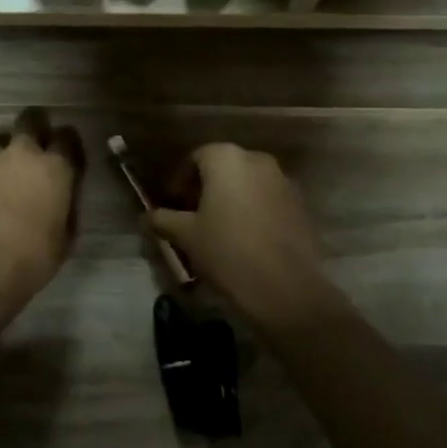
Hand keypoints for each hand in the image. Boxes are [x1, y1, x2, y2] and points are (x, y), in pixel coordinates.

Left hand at [0, 108, 83, 303]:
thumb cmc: (34, 257)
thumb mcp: (65, 234)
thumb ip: (65, 204)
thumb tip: (61, 195)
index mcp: (56, 167)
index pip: (67, 137)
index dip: (67, 142)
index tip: (65, 152)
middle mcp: (23, 153)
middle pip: (30, 120)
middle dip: (34, 127)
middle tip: (33, 144)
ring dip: (3, 149)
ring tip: (1, 168)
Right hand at [147, 144, 324, 325]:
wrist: (285, 289)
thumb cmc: (227, 251)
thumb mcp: (186, 236)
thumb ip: (163, 220)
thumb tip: (146, 216)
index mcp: (225, 158)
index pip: (195, 158)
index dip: (179, 180)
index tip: (172, 203)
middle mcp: (256, 159)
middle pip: (223, 167)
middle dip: (205, 187)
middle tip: (192, 215)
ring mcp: (283, 180)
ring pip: (247, 182)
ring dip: (230, 198)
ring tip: (218, 228)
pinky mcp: (299, 204)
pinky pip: (267, 198)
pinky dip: (252, 209)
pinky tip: (245, 237)